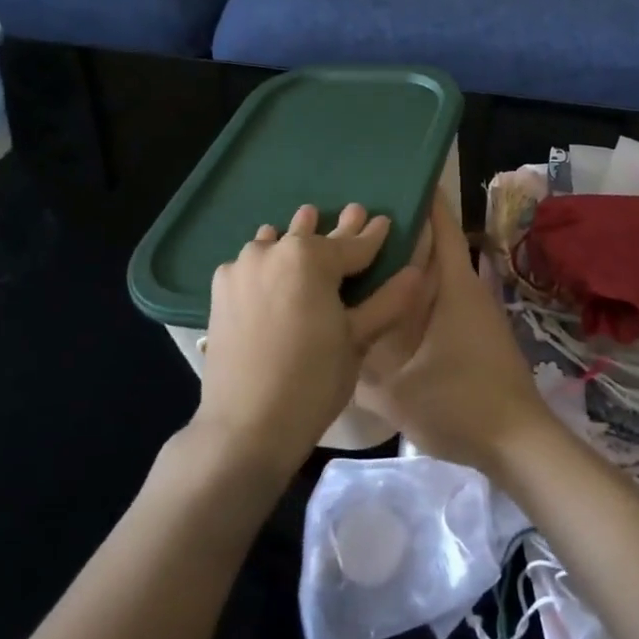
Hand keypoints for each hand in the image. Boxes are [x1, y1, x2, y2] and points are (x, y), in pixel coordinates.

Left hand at [196, 203, 435, 477]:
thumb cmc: (312, 381)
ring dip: (295, 238)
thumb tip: (417, 273)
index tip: (384, 220)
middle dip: (337, 229)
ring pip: (276, 242)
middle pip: (312, 236)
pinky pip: (250, 263)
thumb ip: (387, 302)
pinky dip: (266, 260)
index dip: (373, 235)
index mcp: (310, 258)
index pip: (353, 244)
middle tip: (353, 213)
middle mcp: (273, 251)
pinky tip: (271, 267)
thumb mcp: (357, 340)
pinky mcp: (220, 289)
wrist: (246, 426)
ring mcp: (241, 268)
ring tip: (307, 226)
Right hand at [356, 198, 561, 475]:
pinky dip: (417, 295)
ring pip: (436, 276)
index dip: (423, 198)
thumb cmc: (460, 404)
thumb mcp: (396, 391)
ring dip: (408, 266)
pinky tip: (388, 310)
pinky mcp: (475, 335)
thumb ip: (359, 365)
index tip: (394, 178)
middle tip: (356, 224)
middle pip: (434, 247)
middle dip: (401, 232)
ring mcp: (474, 313)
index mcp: (454, 286)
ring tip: (363, 262)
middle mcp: (467, 290)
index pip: (441, 226)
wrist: (517, 443)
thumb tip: (330, 341)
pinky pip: (441, 300)